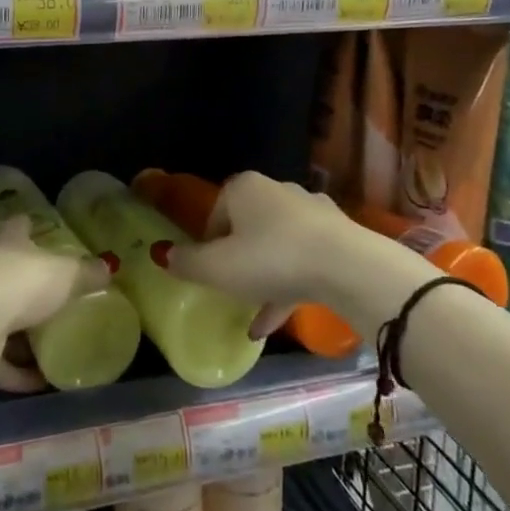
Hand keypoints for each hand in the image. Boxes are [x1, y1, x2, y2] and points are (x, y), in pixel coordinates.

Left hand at [0, 216, 110, 391]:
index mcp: (5, 239)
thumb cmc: (20, 282)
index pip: (20, 225)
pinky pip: (2, 361)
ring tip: (57, 344)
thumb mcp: (66, 272)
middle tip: (62, 297)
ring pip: (5, 320)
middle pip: (10, 273)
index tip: (53, 238)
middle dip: (32, 287)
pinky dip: (22, 371)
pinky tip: (46, 379)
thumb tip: (108, 268)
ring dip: (26, 336)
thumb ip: (87, 272)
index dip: (36, 230)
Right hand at [165, 172, 373, 337]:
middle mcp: (277, 191)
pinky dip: (287, 287)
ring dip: (263, 278)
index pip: (216, 211)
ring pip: (276, 246)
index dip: (207, 244)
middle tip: (229, 289)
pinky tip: (274, 322)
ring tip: (251, 315)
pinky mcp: (336, 237)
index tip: (208, 272)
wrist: (347, 267)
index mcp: (244, 188)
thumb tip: (162, 254)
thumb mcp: (218, 268)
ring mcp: (311, 213)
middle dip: (237, 258)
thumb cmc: (272, 259)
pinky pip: (303, 261)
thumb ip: (187, 262)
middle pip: (247, 226)